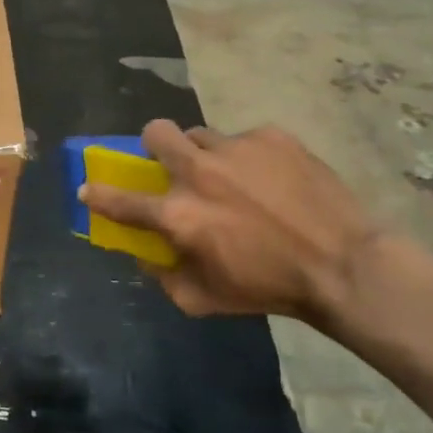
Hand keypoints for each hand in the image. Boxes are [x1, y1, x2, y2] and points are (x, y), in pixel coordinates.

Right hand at [79, 121, 379, 325]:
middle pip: (155, 133)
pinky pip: (245, 138)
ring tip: (232, 174)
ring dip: (203, 152)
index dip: (97, 193)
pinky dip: (249, 157)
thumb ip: (163, 277)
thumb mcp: (204, 300)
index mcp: (178, 215)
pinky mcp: (271, 137)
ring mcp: (235, 149)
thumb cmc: (269, 288)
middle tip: (173, 163)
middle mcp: (198, 173)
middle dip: (153, 144)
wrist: (344, 266)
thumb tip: (145, 254)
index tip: (88, 188)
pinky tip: (272, 179)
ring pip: (201, 134)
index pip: (120, 199)